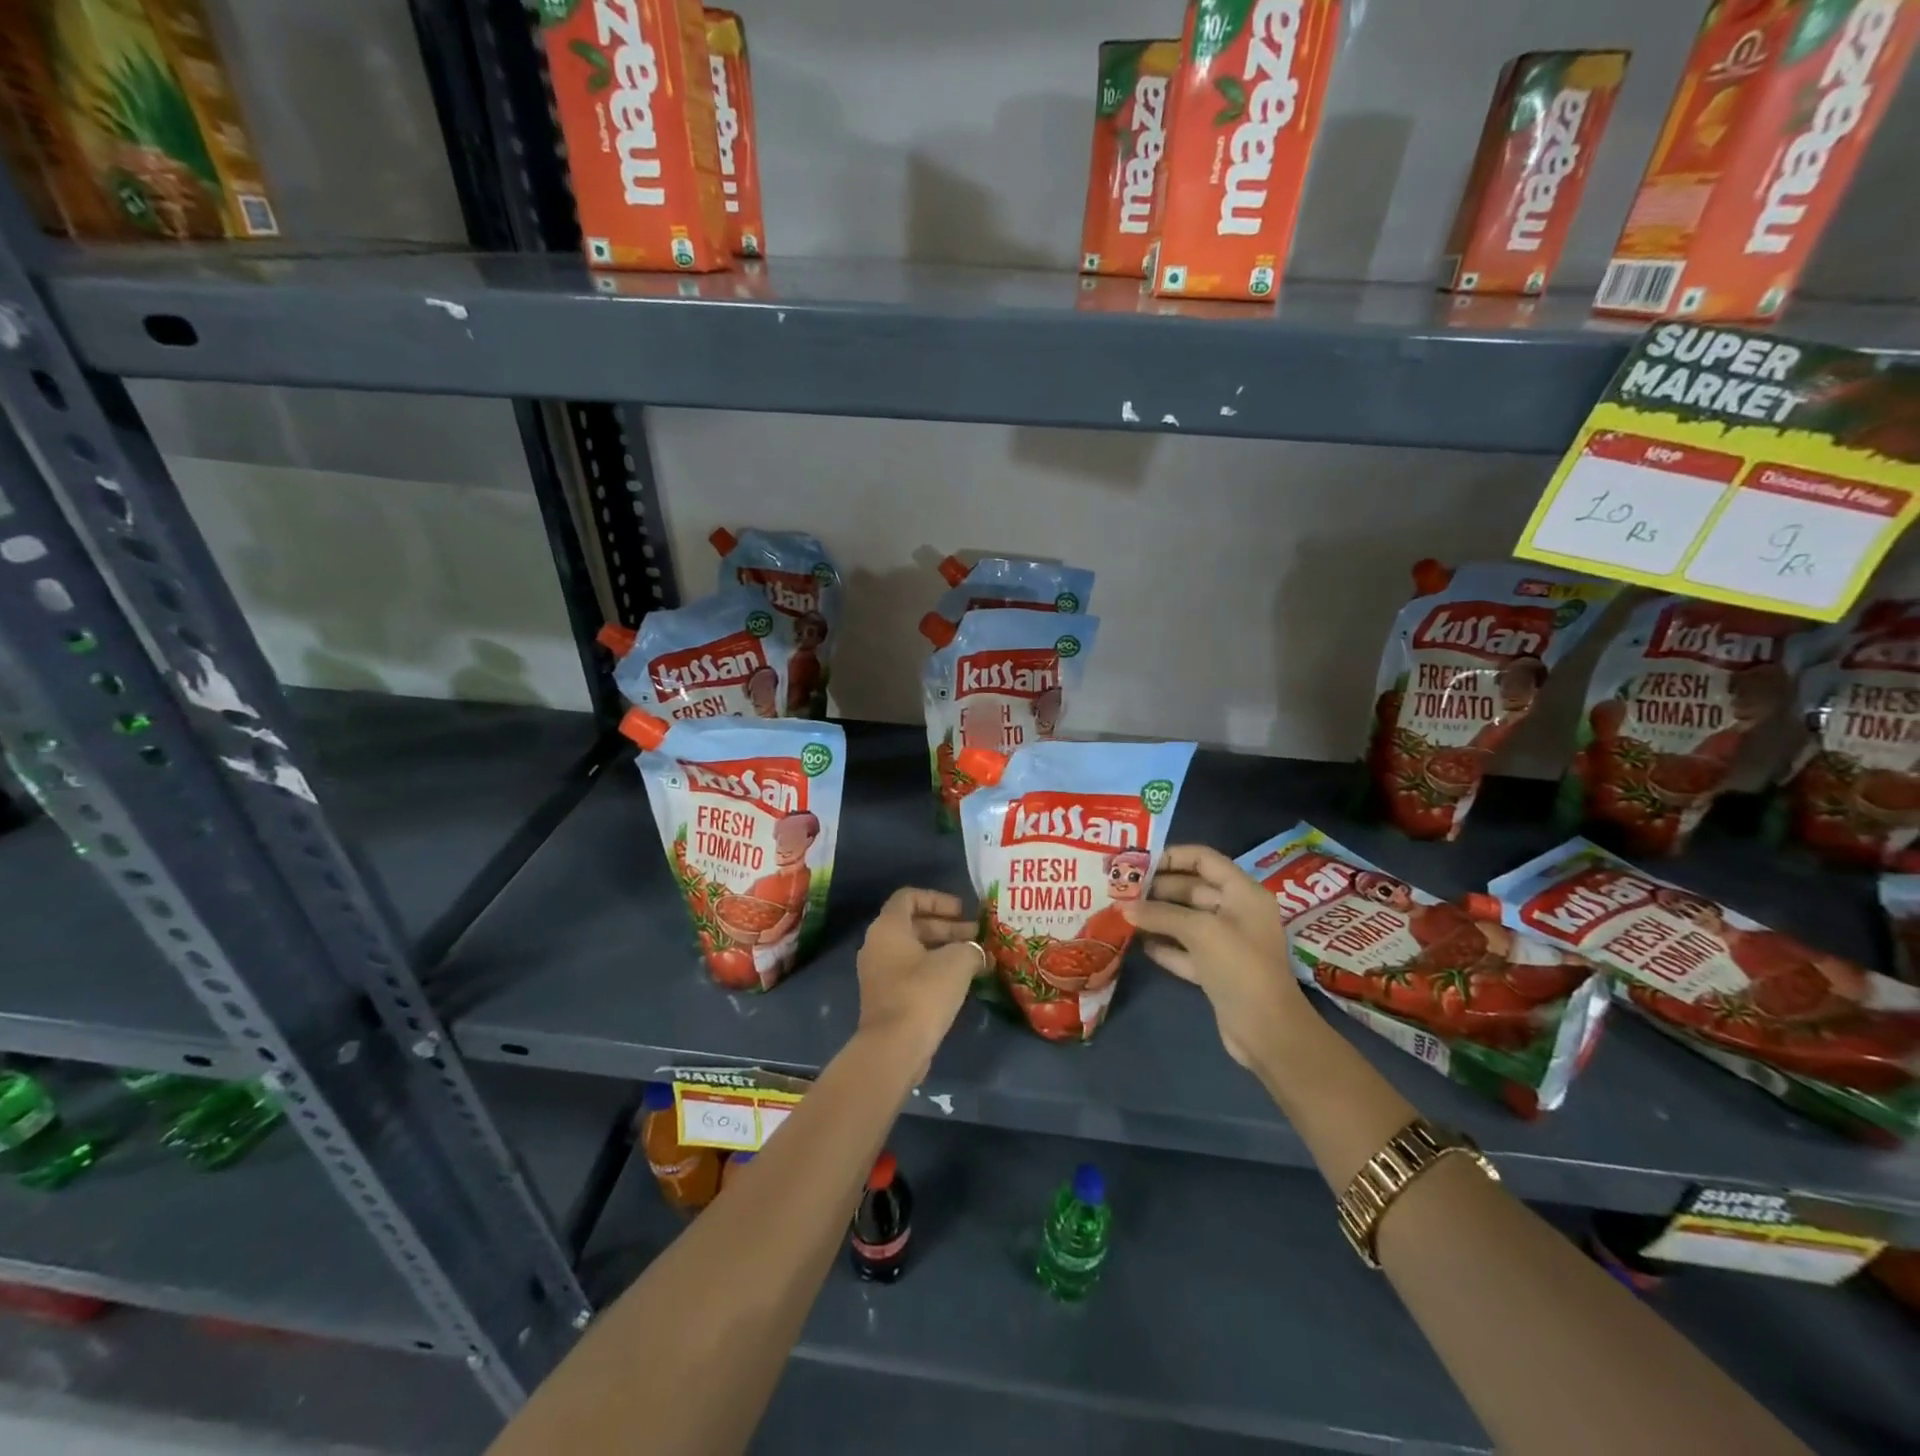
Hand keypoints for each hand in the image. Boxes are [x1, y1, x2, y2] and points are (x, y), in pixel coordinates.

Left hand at [855, 888, 985, 1075]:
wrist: (894, 1048)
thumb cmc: (923, 993)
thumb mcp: (957, 962)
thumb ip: (971, 948)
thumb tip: (979, 953)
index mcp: (888, 928)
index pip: (909, 897)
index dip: (938, 899)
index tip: (963, 911)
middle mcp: (877, 945)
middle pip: (914, 924)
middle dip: (948, 926)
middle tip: (977, 935)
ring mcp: (879, 973)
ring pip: (914, 949)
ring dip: (944, 949)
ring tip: (975, 957)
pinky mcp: (886, 997)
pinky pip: (911, 971)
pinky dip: (935, 969)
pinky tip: (961, 980)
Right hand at [1122, 844, 1311, 1069]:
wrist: (1267, 1032)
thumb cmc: (1240, 968)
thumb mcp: (1200, 931)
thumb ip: (1160, 914)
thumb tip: (1123, 907)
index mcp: (1243, 893)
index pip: (1204, 859)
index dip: (1172, 856)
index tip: (1137, 862)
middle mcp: (1236, 912)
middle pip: (1191, 888)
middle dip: (1157, 888)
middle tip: (1120, 889)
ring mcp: (1226, 943)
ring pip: (1185, 920)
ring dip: (1156, 916)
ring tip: (1121, 912)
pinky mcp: (1215, 970)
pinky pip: (1184, 949)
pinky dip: (1163, 945)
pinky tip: (1137, 943)